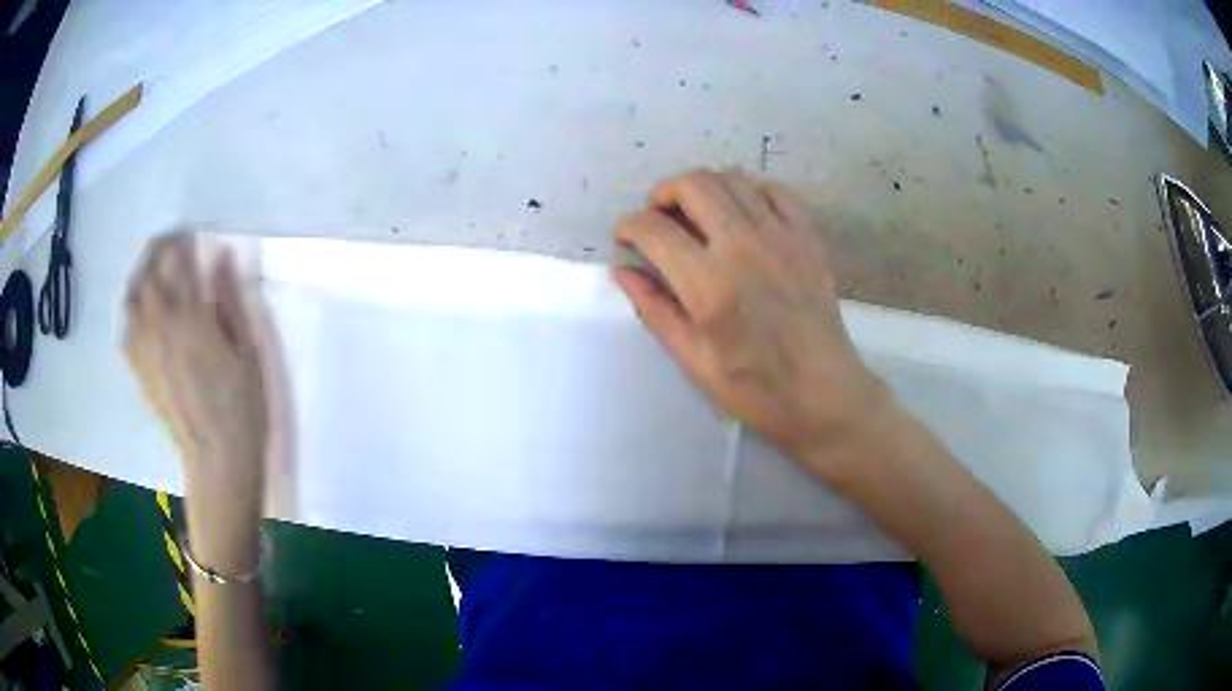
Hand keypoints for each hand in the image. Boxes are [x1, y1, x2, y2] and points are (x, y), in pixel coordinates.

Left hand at [124, 234, 269, 564]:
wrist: (218, 461)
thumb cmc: (242, 408)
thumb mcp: (247, 351)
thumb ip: (230, 301)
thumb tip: (222, 257)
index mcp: (194, 320)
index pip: (181, 263)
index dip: (181, 241)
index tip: (186, 228)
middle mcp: (163, 328)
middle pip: (150, 275)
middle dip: (155, 251)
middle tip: (165, 241)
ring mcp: (147, 351)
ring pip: (133, 299)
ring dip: (139, 276)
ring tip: (148, 269)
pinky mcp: (141, 373)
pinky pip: (126, 332)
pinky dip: (130, 313)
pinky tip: (137, 310)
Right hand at [613, 170, 889, 482]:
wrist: (824, 394)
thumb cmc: (755, 388)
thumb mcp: (693, 360)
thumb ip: (655, 310)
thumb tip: (623, 271)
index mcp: (709, 284)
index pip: (654, 229)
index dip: (629, 227)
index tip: (626, 238)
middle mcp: (743, 246)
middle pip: (693, 184)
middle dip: (663, 193)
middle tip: (659, 219)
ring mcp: (781, 236)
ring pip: (732, 178)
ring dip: (704, 188)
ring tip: (697, 216)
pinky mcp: (808, 237)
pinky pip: (774, 191)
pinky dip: (749, 193)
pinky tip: (742, 216)